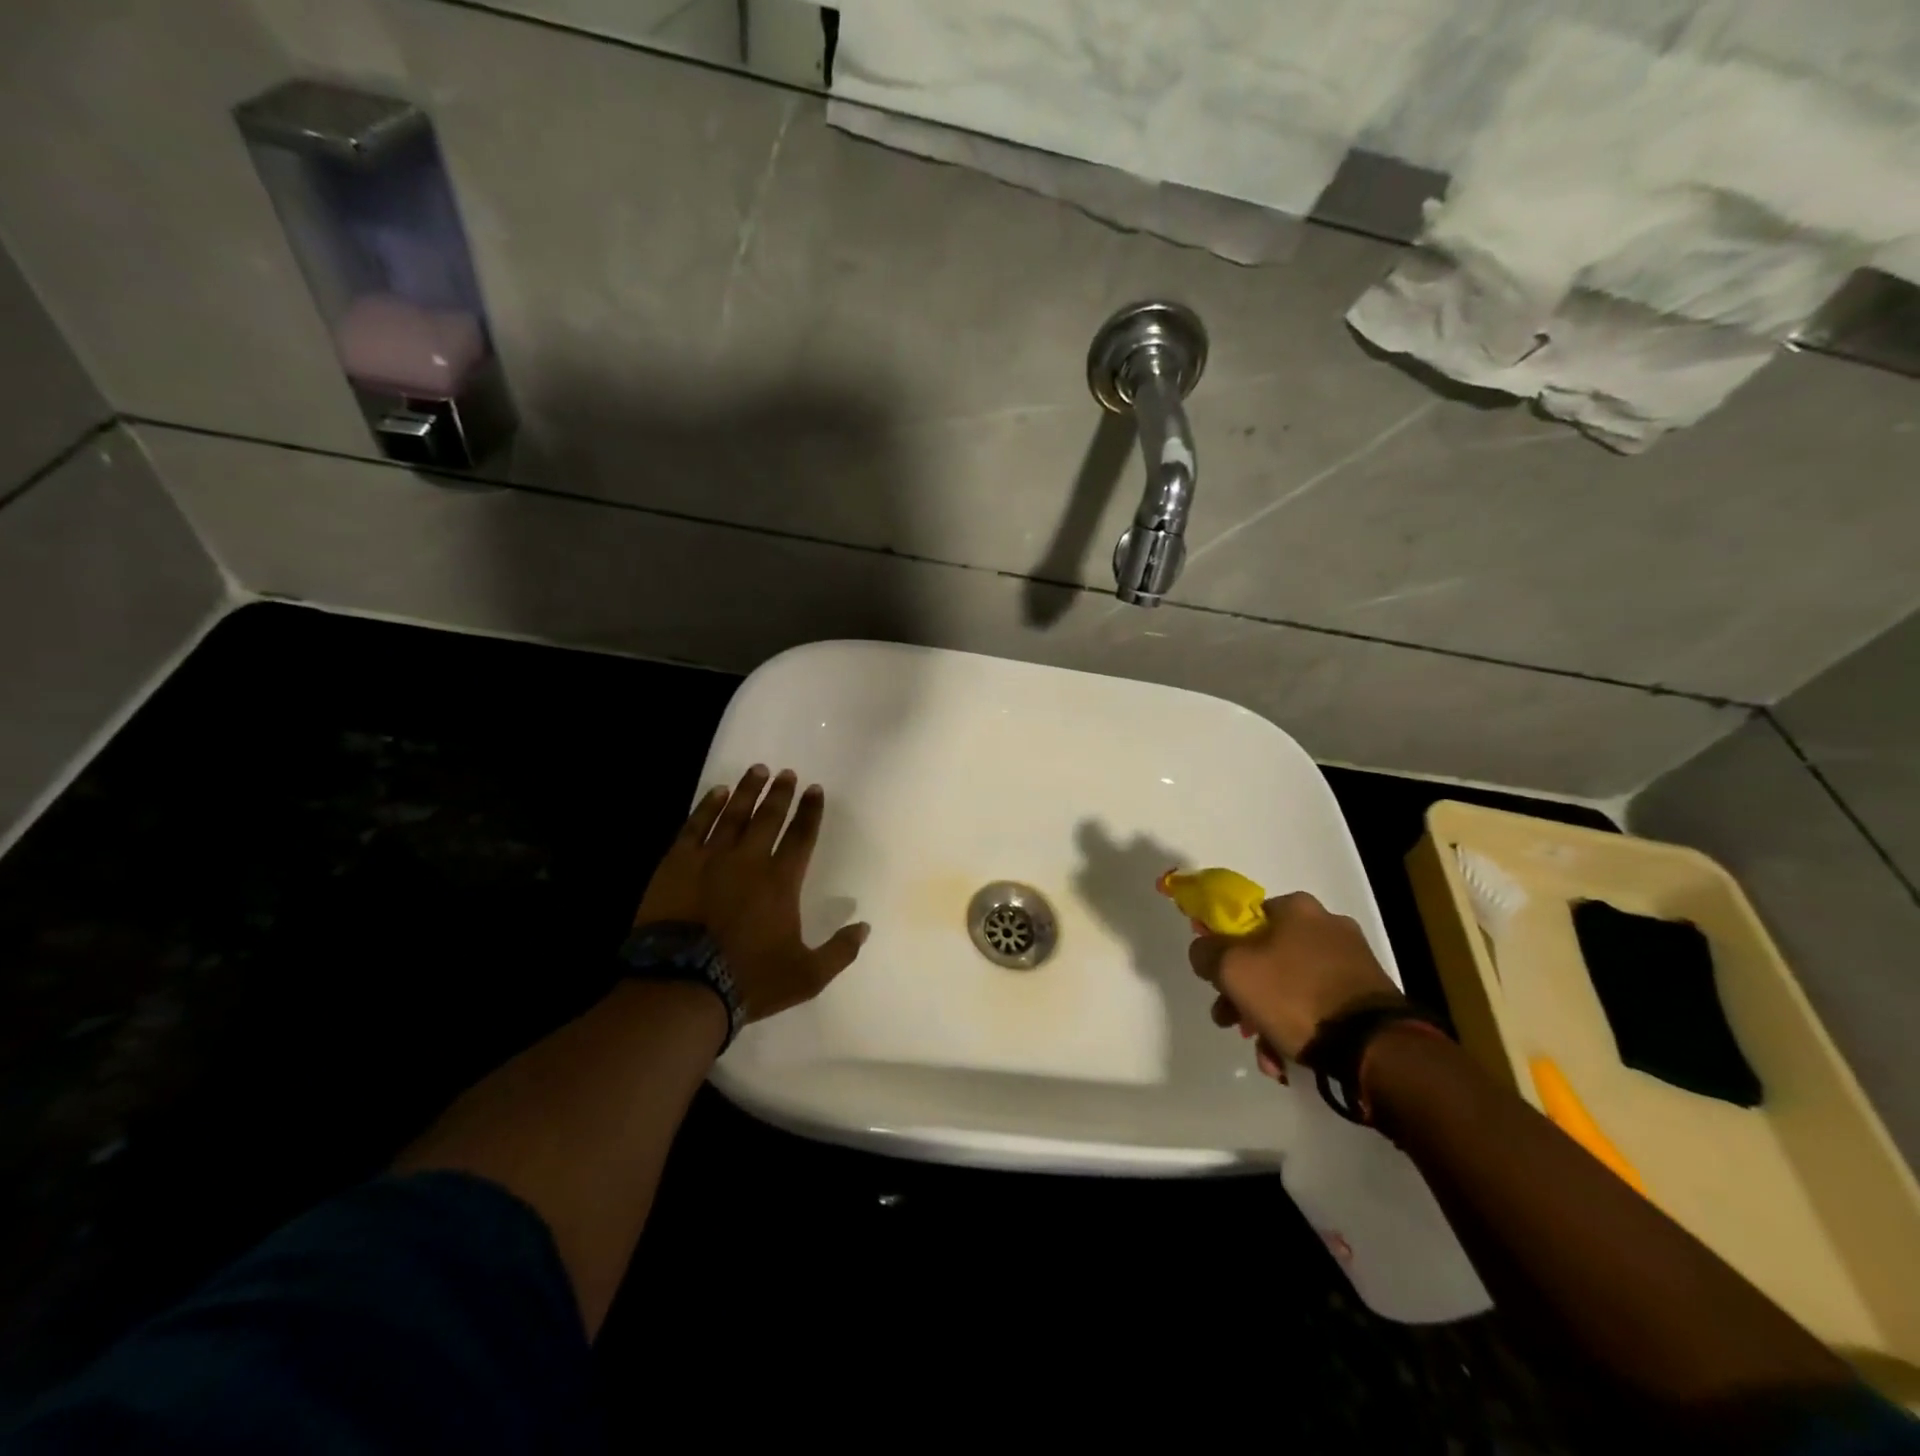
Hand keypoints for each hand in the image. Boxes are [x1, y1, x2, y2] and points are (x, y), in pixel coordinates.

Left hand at [633, 764, 868, 1022]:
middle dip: (780, 793)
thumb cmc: (749, 980)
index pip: (802, 836)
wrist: (682, 986)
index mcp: (781, 881)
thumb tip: (865, 927)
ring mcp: (710, 858)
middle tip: (787, 773)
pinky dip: (708, 806)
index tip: (815, 789)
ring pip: (733, 814)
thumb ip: (839, 951)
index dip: (810, 812)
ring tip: (757, 770)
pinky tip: (717, 792)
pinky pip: (695, 825)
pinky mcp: (677, 864)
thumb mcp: (807, 976)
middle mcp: (749, 860)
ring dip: (748, 790)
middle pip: (769, 817)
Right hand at [1189, 891, 1399, 1065]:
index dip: (1223, 947)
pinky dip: (1300, 1028)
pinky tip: (1288, 1059)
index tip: (1216, 979)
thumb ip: (1207, 953)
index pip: (1244, 918)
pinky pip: (1319, 1005)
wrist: (1374, 1047)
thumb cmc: (1294, 996)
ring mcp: (1353, 961)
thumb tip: (1204, 950)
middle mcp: (1327, 925)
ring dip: (1269, 1017)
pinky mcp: (1370, 995)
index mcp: (1296, 908)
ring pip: (1291, 985)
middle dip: (1244, 992)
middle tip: (1232, 1021)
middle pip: (1266, 955)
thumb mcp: (1232, 970)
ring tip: (1264, 1054)